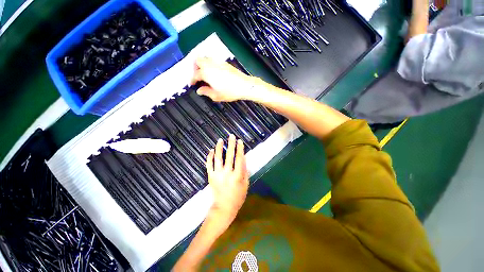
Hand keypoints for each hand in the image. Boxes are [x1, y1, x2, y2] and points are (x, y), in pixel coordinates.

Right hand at [190, 57, 261, 101]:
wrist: (244, 85)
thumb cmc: (230, 92)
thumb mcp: (216, 96)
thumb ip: (206, 92)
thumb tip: (199, 91)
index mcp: (206, 73)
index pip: (195, 75)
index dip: (192, 80)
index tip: (192, 84)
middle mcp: (211, 65)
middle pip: (198, 60)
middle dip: (195, 67)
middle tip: (197, 75)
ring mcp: (218, 62)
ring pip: (206, 58)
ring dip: (202, 64)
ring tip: (205, 74)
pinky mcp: (225, 63)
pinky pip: (214, 60)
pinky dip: (210, 64)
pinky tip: (214, 72)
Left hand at [206, 134, 248, 226]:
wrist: (224, 207)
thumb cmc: (238, 196)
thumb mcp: (245, 184)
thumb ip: (245, 171)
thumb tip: (243, 158)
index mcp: (237, 176)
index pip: (239, 159)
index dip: (240, 149)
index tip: (240, 141)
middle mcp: (227, 173)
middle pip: (229, 156)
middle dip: (231, 145)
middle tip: (231, 136)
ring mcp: (217, 174)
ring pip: (218, 158)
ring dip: (219, 148)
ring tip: (220, 140)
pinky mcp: (211, 176)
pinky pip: (209, 164)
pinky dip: (209, 157)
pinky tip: (211, 150)